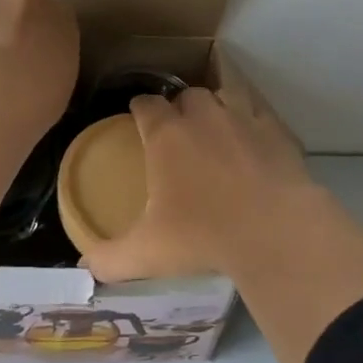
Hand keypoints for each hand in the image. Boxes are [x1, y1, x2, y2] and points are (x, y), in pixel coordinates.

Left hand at [0, 0, 79, 135]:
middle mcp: (28, 1)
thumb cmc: (40, 96)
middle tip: (10, 67)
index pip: (58, 22)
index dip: (45, 41)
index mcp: (62, 18)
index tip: (39, 62)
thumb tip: (37, 75)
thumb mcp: (61, 87)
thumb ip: (51, 69)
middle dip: (16, 32)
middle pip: (22, 11)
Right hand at [82, 80, 320, 281]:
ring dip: (216, 105)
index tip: (139, 117)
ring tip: (217, 127)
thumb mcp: (147, 254)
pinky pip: (260, 110)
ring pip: (224, 94)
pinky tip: (253, 135)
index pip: (146, 105)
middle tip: (180, 132)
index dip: (140, 108)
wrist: (274, 231)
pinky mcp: (277, 130)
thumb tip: (85, 269)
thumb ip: (109, 259)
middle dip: (180, 107)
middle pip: (187, 95)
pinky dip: (253, 118)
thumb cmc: (203, 236)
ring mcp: (243, 118)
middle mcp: (203, 116)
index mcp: (166, 136)